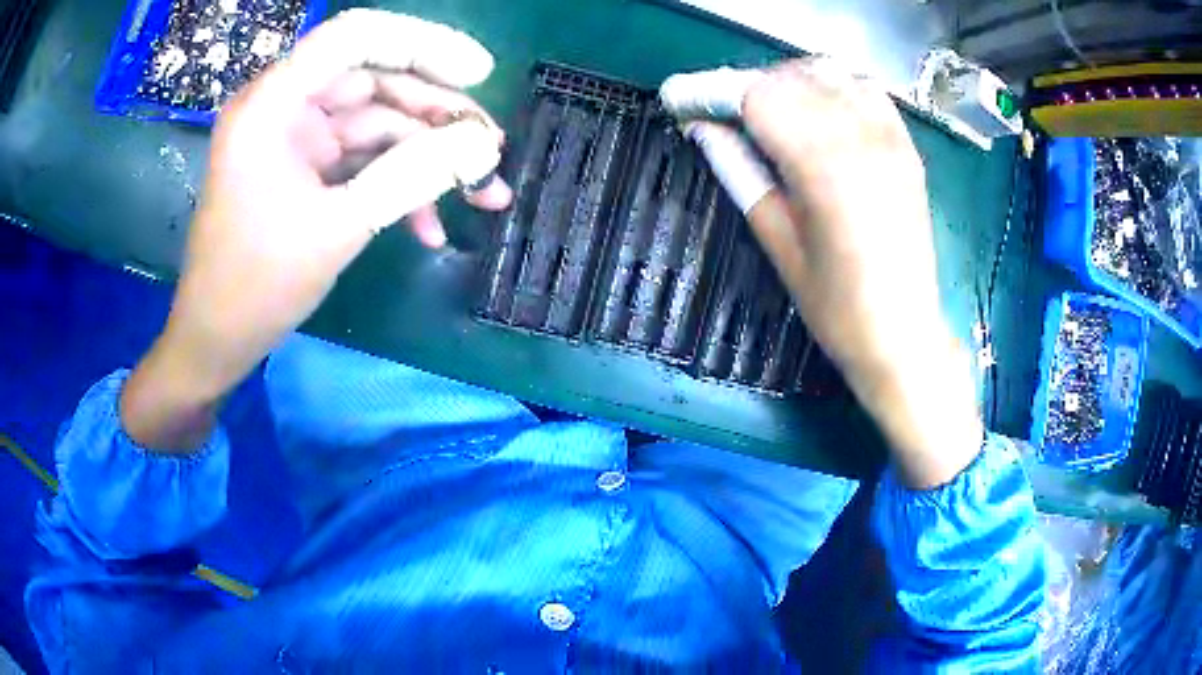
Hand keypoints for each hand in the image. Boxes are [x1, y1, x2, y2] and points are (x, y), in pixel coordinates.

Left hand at [122, 10, 512, 450]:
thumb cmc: (256, 287)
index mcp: (273, 104)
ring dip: (430, 154)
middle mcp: (285, 108)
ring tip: (483, 190)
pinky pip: (365, 160)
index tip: (480, 74)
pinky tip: (433, 226)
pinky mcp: (307, 170)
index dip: (423, 44)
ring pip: (379, 122)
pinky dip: (401, 184)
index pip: (355, 38)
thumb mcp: (337, 229)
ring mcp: (297, 140)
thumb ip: (412, 177)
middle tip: (490, 149)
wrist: (217, 341)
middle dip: (438, 113)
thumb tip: (482, 146)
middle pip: (376, 80)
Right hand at [662, 61, 981, 487]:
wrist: (904, 334)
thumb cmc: (836, 306)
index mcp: (823, 166)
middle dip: (743, 86)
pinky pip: (864, 88)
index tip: (678, 97)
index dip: (711, 91)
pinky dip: (831, 85)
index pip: (756, 97)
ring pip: (826, 73)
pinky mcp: (906, 145)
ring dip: (787, 81)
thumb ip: (741, 173)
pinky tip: (815, 107)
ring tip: (766, 109)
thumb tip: (704, 129)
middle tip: (718, 113)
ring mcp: (889, 137)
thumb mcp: (778, 242)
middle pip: (788, 78)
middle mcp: (859, 136)